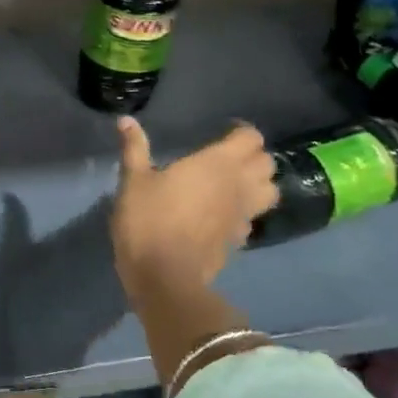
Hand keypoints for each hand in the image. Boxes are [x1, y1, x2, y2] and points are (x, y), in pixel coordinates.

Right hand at [111, 116, 277, 298]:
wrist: (164, 277)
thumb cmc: (148, 220)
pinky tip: (222, 215)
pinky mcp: (239, 240)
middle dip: (253, 157)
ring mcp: (243, 215)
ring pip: (270, 192)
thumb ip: (134, 148)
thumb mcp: (133, 181)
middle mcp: (239, 185)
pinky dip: (244, 212)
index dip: (240, 132)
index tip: (222, 132)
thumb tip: (126, 120)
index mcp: (217, 164)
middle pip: (267, 163)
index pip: (251, 138)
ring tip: (234, 184)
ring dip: (258, 184)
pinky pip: (252, 218)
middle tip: (227, 157)